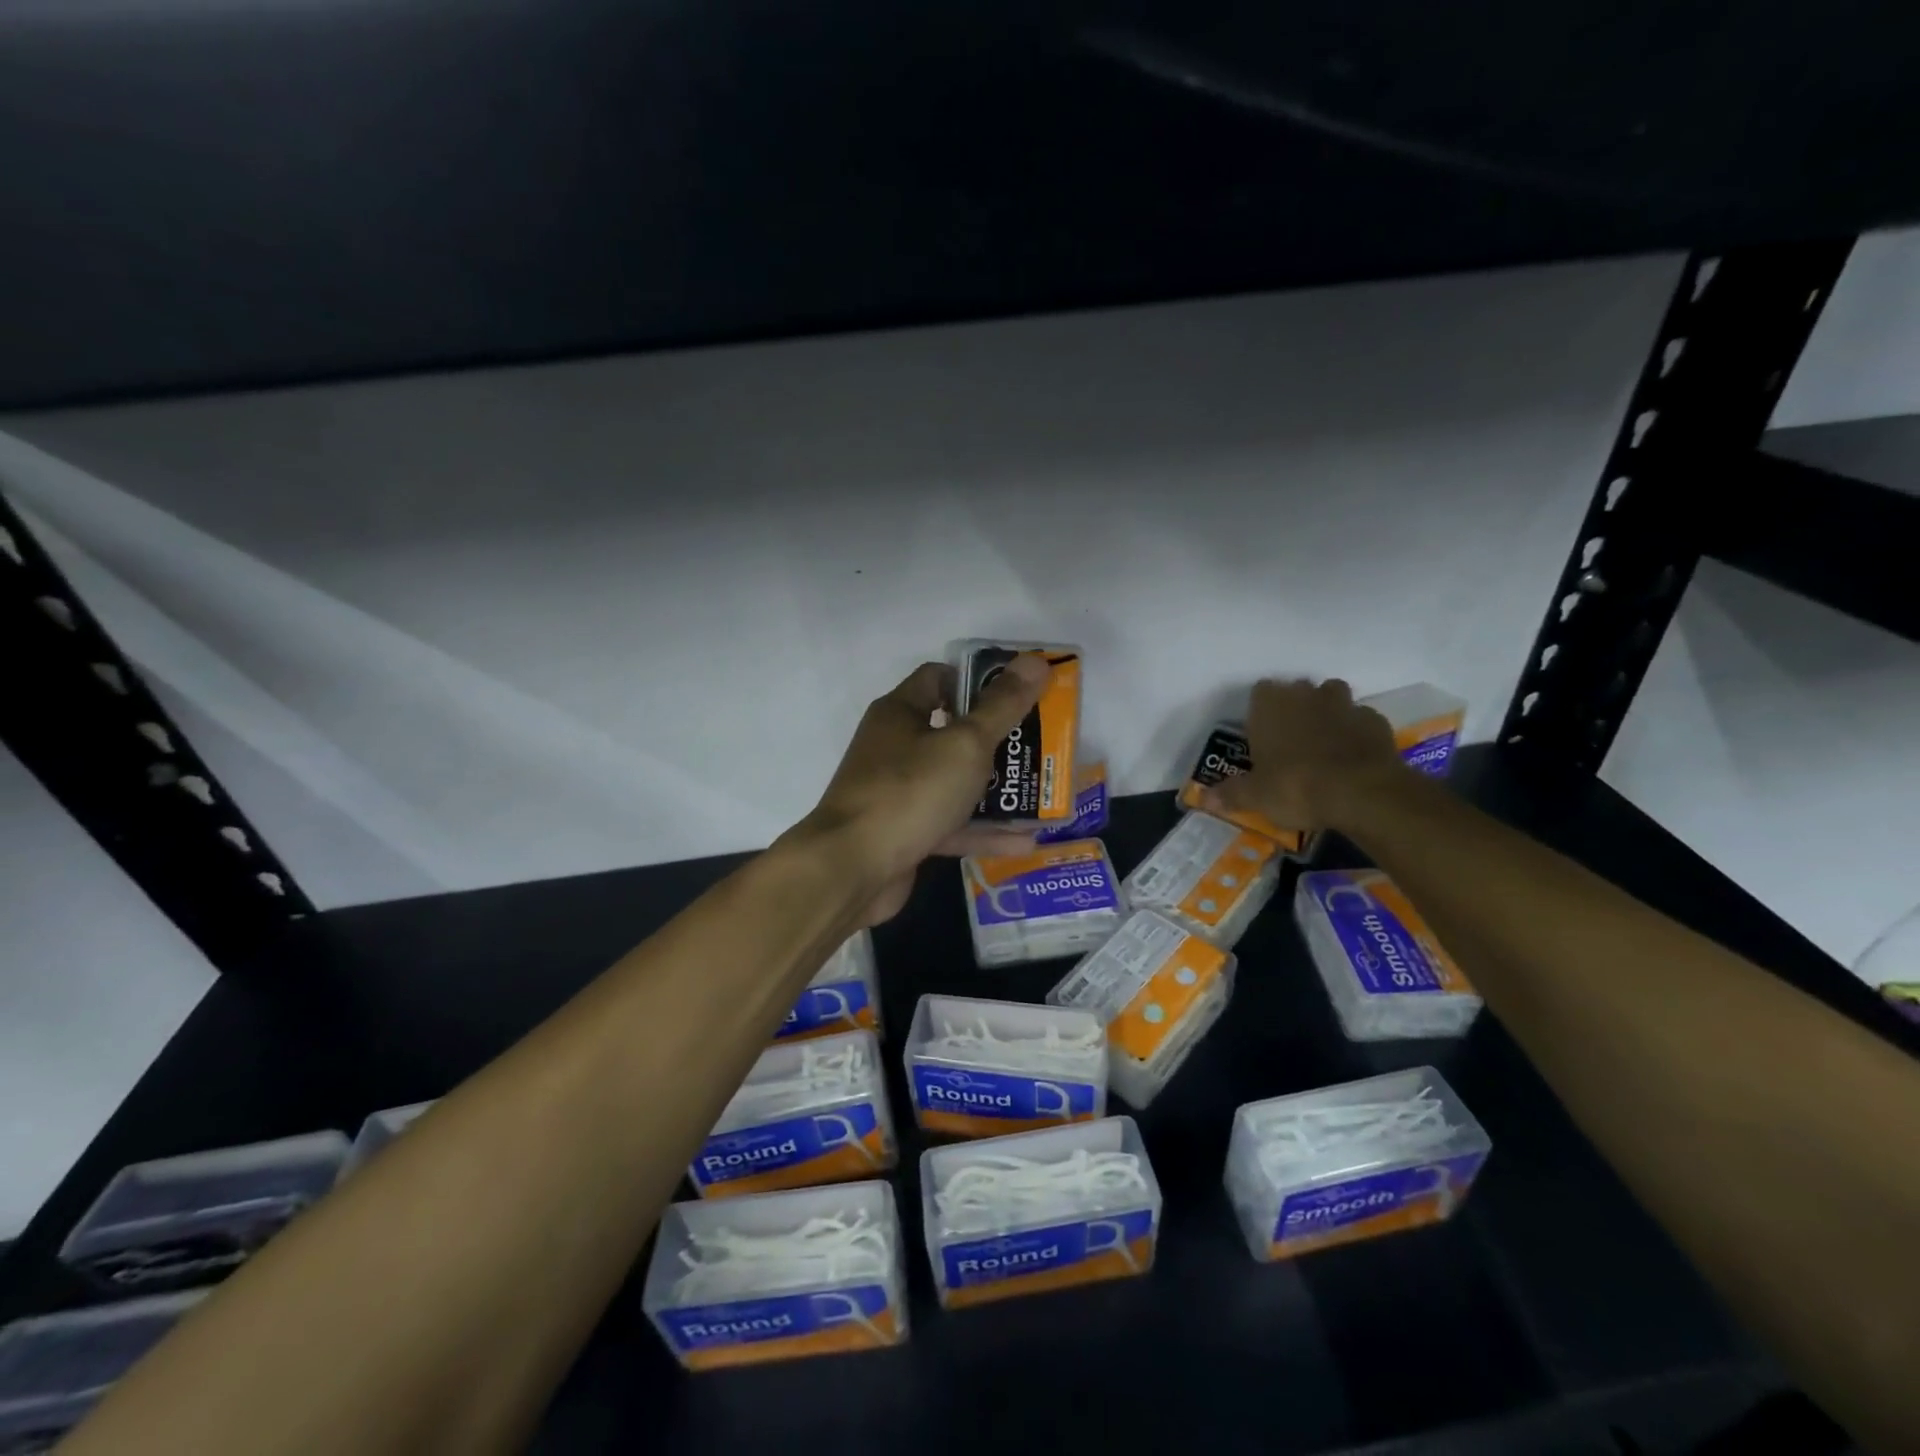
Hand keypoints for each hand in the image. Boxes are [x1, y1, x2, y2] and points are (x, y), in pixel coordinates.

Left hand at [793, 656, 1052, 925]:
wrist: (852, 870)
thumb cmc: (909, 792)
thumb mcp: (965, 744)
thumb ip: (1002, 706)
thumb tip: (1035, 661)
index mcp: (900, 713)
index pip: (940, 678)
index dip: (980, 681)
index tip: (1020, 693)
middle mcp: (895, 747)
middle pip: (953, 732)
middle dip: (999, 739)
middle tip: (1042, 744)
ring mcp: (899, 792)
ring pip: (955, 782)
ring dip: (996, 789)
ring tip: (1042, 791)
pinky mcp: (906, 833)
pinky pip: (951, 824)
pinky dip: (983, 831)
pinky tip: (1025, 841)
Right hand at [1201, 677, 1406, 832]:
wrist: (1360, 792)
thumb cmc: (1294, 786)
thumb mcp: (1255, 796)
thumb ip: (1231, 794)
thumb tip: (1205, 798)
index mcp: (1270, 705)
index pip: (1260, 691)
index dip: (1261, 709)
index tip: (1262, 731)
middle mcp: (1305, 695)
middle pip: (1298, 689)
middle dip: (1296, 707)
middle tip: (1291, 739)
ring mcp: (1344, 704)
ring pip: (1333, 696)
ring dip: (1328, 711)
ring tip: (1324, 740)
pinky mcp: (1375, 721)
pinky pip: (1361, 719)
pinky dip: (1356, 731)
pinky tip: (1353, 754)